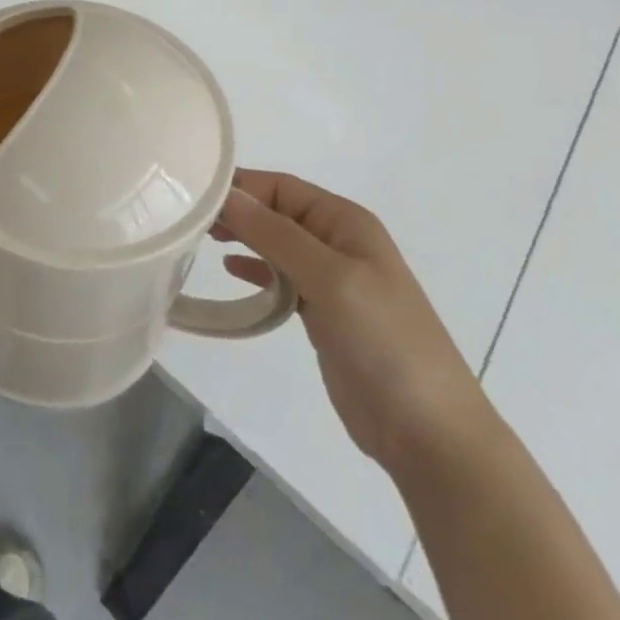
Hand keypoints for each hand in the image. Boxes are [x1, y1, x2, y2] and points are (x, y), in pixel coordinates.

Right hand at [215, 170, 498, 474]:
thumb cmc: (384, 340)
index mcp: (345, 222)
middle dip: (238, 211)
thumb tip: (226, 195)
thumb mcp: (330, 277)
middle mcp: (337, 242)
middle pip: (277, 212)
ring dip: (244, 238)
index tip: (194, 196)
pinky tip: (232, 271)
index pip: (282, 187)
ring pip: (276, 244)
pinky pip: (282, 278)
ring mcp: (332, 280)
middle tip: (191, 220)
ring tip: (203, 240)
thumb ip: (275, 234)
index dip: (241, 187)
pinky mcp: (324, 315)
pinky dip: (256, 270)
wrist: (429, 433)